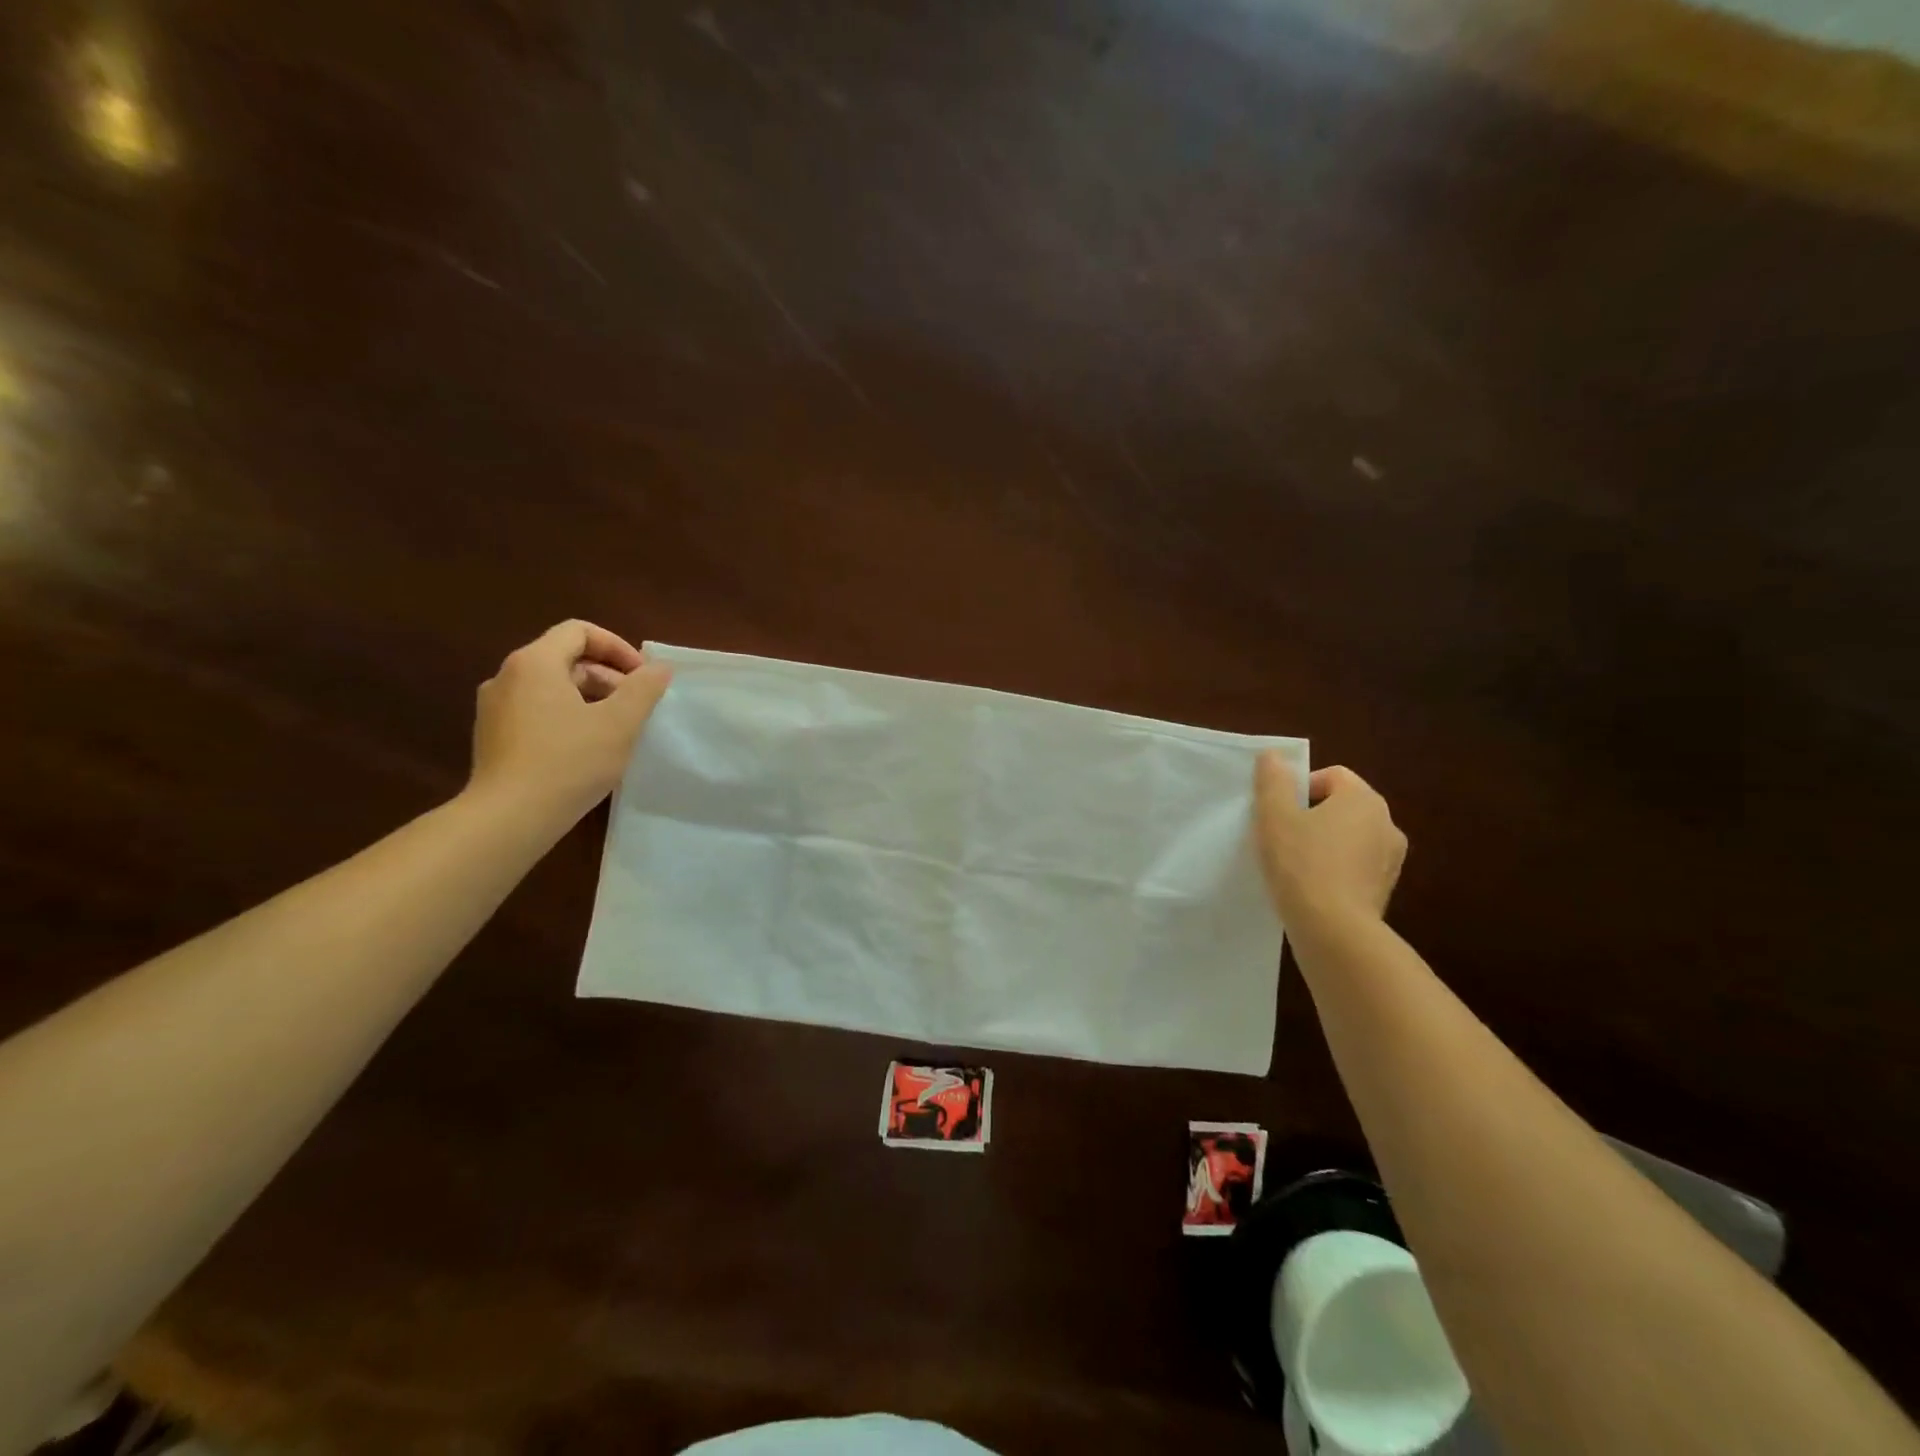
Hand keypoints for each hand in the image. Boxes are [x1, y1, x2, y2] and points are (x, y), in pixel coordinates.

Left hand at [468, 620, 671, 823]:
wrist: (509, 817)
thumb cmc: (569, 762)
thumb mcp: (620, 723)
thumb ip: (643, 689)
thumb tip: (659, 668)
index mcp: (534, 663)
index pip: (579, 631)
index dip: (617, 647)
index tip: (642, 677)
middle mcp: (507, 677)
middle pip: (565, 659)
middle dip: (607, 676)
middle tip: (636, 707)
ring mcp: (494, 708)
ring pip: (551, 688)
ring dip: (589, 699)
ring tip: (615, 730)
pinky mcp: (492, 737)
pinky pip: (536, 712)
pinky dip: (566, 717)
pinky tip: (585, 749)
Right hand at [1253, 752, 1406, 927]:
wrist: (1333, 931)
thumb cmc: (1301, 864)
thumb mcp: (1275, 816)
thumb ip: (1273, 781)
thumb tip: (1273, 756)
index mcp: (1364, 800)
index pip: (1333, 776)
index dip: (1301, 787)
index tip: (1279, 811)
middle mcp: (1387, 824)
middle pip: (1343, 806)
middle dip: (1313, 815)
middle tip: (1282, 835)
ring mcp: (1391, 860)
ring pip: (1350, 838)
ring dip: (1325, 843)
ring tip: (1295, 864)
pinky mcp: (1385, 890)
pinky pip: (1356, 867)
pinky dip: (1336, 870)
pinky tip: (1311, 887)